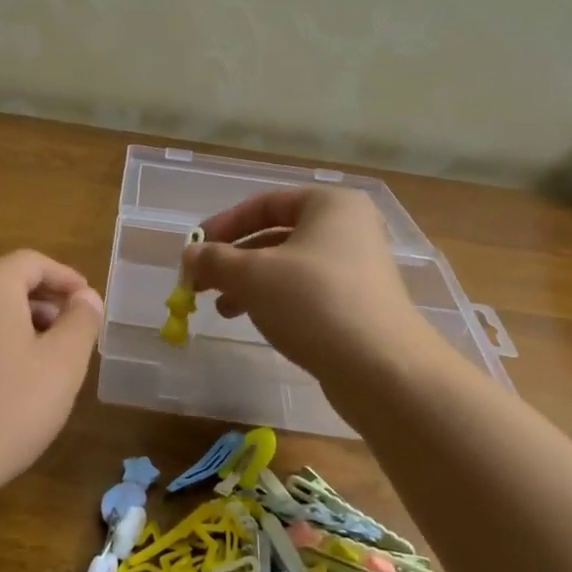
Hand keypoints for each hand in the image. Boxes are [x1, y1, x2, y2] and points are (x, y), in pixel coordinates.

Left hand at [0, 249, 104, 498]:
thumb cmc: (3, 410)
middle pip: (3, 284)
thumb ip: (81, 322)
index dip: (65, 278)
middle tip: (69, 333)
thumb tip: (85, 297)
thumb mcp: (62, 365)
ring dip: (14, 326)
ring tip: (38, 362)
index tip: (87, 300)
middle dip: (41, 303)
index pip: (33, 262)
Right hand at [182, 188, 440, 396]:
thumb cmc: (313, 301)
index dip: (224, 224)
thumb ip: (215, 260)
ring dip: (249, 284)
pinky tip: (253, 321)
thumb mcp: (252, 275)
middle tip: (201, 283)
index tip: (195, 250)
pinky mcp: (358, 305)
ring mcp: (358, 269)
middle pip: (276, 236)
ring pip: (289, 267)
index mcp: (330, 205)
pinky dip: (275, 301)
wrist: (382, 368)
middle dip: (234, 259)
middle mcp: (349, 229)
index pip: (265, 204)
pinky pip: (306, 292)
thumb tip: (189, 257)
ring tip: (221, 309)